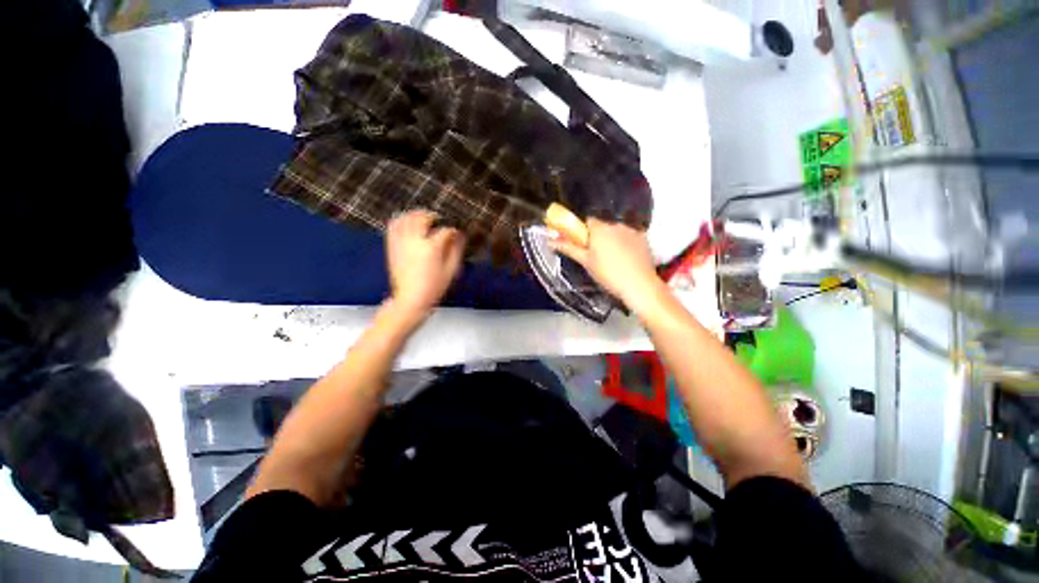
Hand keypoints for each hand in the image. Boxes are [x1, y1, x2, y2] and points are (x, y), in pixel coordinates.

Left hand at [385, 210, 464, 319]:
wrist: (411, 299)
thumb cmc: (434, 287)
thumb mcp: (451, 270)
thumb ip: (456, 250)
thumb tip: (460, 235)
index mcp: (431, 247)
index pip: (444, 230)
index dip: (453, 229)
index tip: (456, 231)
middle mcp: (414, 241)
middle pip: (423, 218)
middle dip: (433, 216)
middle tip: (439, 221)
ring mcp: (401, 243)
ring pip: (406, 219)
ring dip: (416, 215)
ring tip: (423, 218)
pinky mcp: (392, 247)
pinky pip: (393, 227)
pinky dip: (400, 220)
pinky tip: (407, 222)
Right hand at [550, 219, 664, 310]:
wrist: (639, 285)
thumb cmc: (608, 274)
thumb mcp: (586, 262)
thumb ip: (569, 248)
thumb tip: (550, 241)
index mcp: (599, 228)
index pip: (587, 220)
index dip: (583, 231)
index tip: (583, 244)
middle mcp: (616, 224)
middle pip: (602, 225)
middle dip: (598, 236)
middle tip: (596, 255)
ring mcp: (632, 230)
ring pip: (617, 230)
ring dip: (612, 239)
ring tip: (613, 259)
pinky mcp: (644, 238)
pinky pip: (630, 236)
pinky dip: (626, 243)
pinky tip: (627, 258)